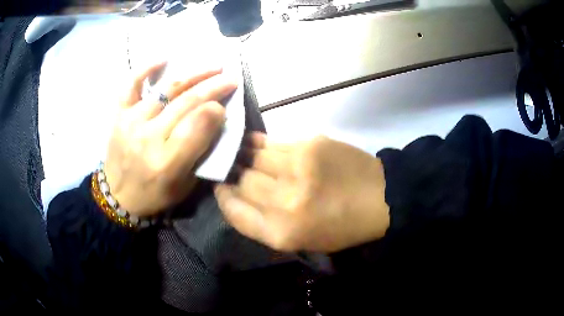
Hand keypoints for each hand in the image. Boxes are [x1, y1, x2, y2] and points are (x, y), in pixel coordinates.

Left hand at [105, 62, 236, 216]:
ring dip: (193, 76)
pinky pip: (132, 85)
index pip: (198, 125)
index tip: (226, 107)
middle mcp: (148, 138)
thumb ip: (201, 153)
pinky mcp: (119, 114)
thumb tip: (215, 119)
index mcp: (167, 162)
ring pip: (166, 90)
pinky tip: (164, 59)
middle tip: (231, 79)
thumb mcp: (185, 185)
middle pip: (186, 103)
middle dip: (213, 87)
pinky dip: (147, 69)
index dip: (216, 111)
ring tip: (212, 67)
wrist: (118, 196)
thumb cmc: (154, 194)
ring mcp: (131, 122)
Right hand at [215, 133, 389, 252]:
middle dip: (233, 174)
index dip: (223, 196)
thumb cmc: (340, 227)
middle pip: (240, 180)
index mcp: (281, 232)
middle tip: (232, 168)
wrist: (380, 198)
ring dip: (245, 156)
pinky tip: (263, 146)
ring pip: (253, 156)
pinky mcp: (310, 143)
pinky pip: (273, 142)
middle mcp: (284, 200)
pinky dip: (263, 145)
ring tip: (243, 153)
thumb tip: (234, 193)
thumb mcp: (298, 240)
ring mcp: (298, 167)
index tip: (221, 186)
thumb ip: (262, 222)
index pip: (233, 210)